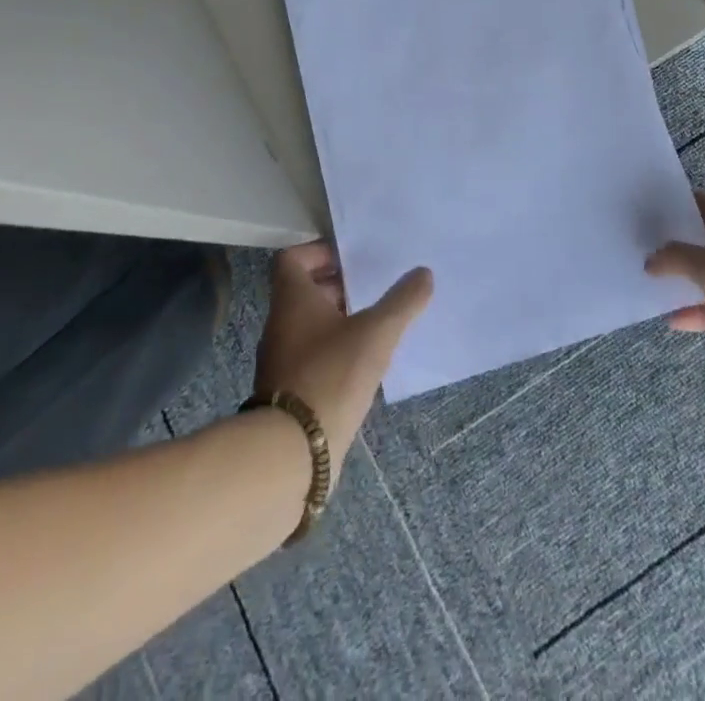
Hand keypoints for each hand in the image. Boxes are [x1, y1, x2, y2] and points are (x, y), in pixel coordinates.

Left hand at [253, 243, 432, 482]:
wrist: (292, 453)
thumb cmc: (331, 375)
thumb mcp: (376, 333)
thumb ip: (402, 301)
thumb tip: (423, 273)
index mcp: (292, 300)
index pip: (293, 259)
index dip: (320, 252)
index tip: (352, 258)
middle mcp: (281, 324)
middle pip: (304, 292)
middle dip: (338, 286)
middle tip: (373, 287)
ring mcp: (281, 361)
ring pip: (309, 326)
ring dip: (339, 320)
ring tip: (376, 323)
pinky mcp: (289, 393)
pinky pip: (313, 357)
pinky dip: (336, 351)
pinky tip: (364, 363)